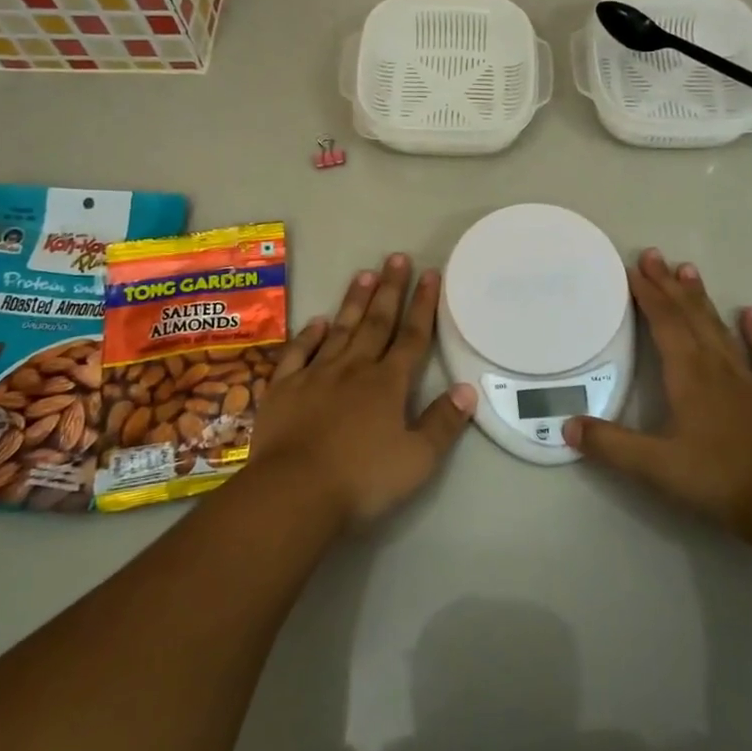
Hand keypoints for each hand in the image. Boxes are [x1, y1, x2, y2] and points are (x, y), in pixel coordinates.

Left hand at [249, 254, 475, 530]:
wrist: (293, 493)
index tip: (429, 274)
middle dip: (390, 290)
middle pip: (376, 323)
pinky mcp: (283, 389)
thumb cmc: (362, 479)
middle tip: (397, 257)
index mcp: (387, 384)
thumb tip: (468, 389)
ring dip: (354, 302)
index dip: (422, 305)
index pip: (411, 336)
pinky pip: (298, 353)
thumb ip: (443, 423)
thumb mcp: (417, 459)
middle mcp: (353, 369)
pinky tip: (316, 321)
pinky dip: (308, 335)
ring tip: (364, 273)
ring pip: (339, 329)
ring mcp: (315, 375)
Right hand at [564, 248, 751, 529]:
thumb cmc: (714, 478)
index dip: (647, 294)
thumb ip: (609, 445)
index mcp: (687, 374)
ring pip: (719, 327)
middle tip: (653, 255)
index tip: (632, 269)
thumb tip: (568, 427)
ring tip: (688, 269)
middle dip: (668, 284)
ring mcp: (747, 377)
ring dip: (701, 298)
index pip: (664, 323)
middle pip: (689, 315)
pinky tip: (749, 314)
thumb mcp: (653, 466)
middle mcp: (716, 365)